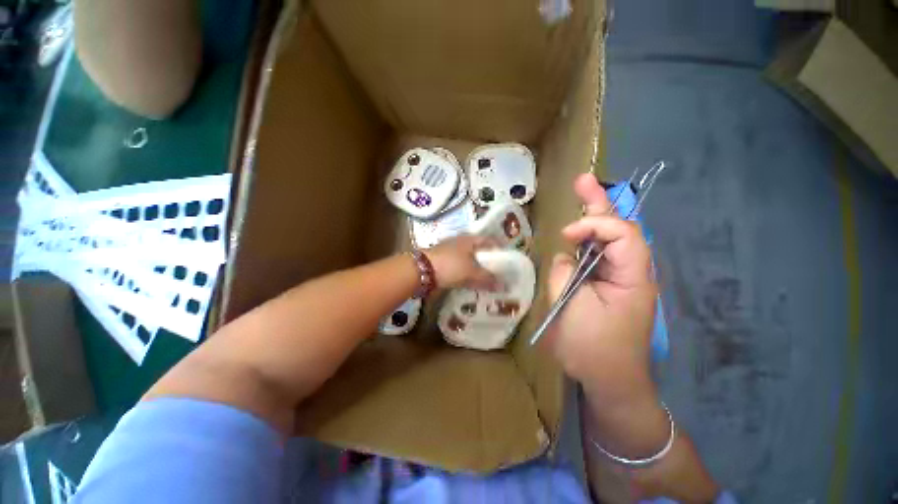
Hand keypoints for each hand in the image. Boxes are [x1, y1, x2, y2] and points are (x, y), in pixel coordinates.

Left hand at [425, 235, 497, 289]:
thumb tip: (503, 286)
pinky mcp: (445, 262)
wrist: (422, 271)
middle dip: (489, 261)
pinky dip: (468, 274)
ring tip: (488, 279)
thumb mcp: (471, 272)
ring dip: (478, 269)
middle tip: (499, 271)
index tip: (507, 259)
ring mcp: (451, 252)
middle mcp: (461, 243)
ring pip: (470, 260)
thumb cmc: (450, 265)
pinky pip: (461, 267)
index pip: (489, 240)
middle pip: (479, 251)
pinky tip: (473, 282)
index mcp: (469, 239)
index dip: (499, 248)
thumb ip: (487, 278)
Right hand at [541, 174, 657, 405]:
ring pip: (608, 241)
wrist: (609, 381)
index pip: (623, 235)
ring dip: (593, 219)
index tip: (566, 235)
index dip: (594, 225)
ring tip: (582, 195)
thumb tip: (564, 256)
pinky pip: (598, 257)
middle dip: (599, 204)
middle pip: (620, 229)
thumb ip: (563, 274)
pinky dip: (586, 242)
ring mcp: (620, 280)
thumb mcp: (572, 309)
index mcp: (633, 278)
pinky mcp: (607, 287)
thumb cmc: (593, 348)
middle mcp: (631, 273)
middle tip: (583, 181)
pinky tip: (577, 235)